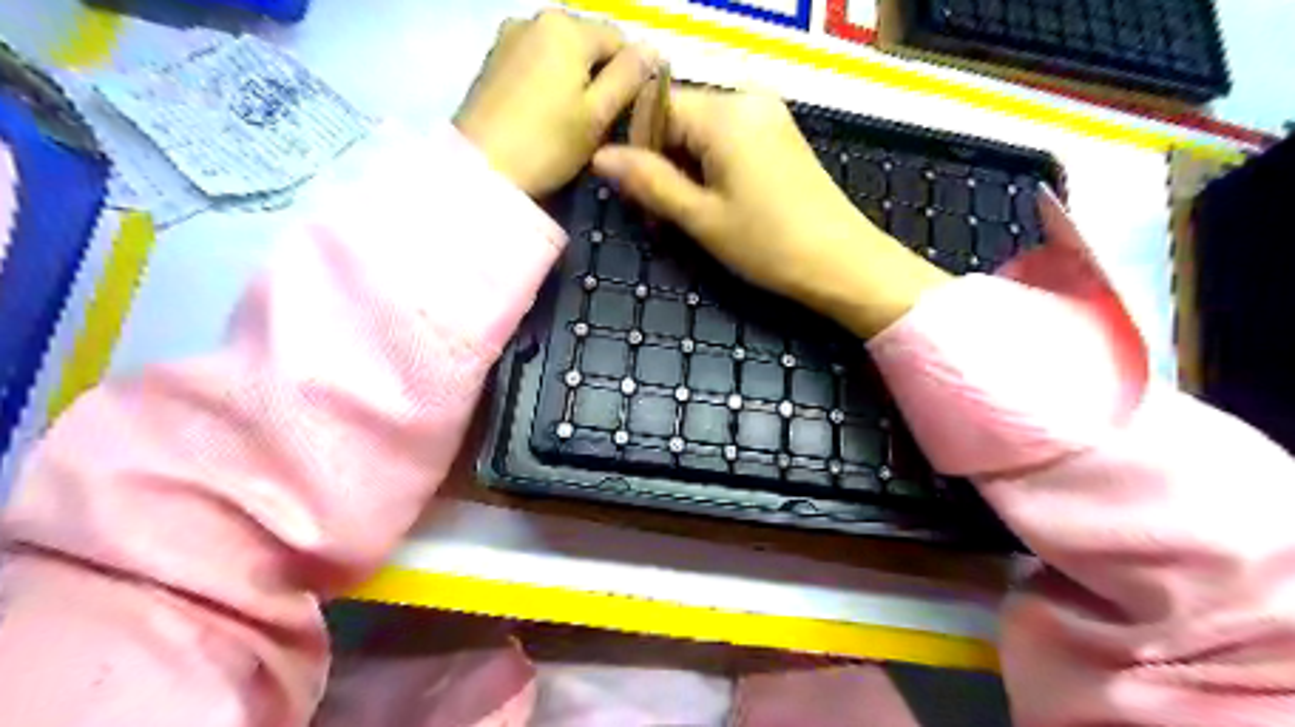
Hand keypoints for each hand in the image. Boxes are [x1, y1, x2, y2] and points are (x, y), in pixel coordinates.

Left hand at [453, 10, 657, 198]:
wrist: (479, 171)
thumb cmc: (546, 145)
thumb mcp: (597, 115)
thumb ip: (628, 78)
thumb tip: (653, 50)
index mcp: (567, 26)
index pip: (620, 40)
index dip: (632, 77)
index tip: (629, 116)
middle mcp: (535, 18)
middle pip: (588, 44)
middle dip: (601, 78)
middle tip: (601, 125)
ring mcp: (508, 37)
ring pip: (560, 55)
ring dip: (575, 82)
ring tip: (572, 124)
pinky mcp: (492, 61)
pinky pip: (535, 64)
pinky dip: (549, 84)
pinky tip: (546, 117)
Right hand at [590, 88, 948, 338]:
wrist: (843, 262)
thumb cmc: (768, 244)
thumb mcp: (700, 217)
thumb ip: (649, 182)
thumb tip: (601, 157)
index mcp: (725, 113)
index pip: (656, 109)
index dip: (636, 149)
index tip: (635, 196)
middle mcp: (747, 99)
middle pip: (680, 118)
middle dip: (661, 163)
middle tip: (658, 217)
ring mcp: (768, 115)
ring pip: (702, 132)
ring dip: (684, 170)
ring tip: (684, 217)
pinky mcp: (779, 135)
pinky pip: (728, 140)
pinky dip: (710, 168)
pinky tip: (713, 203)